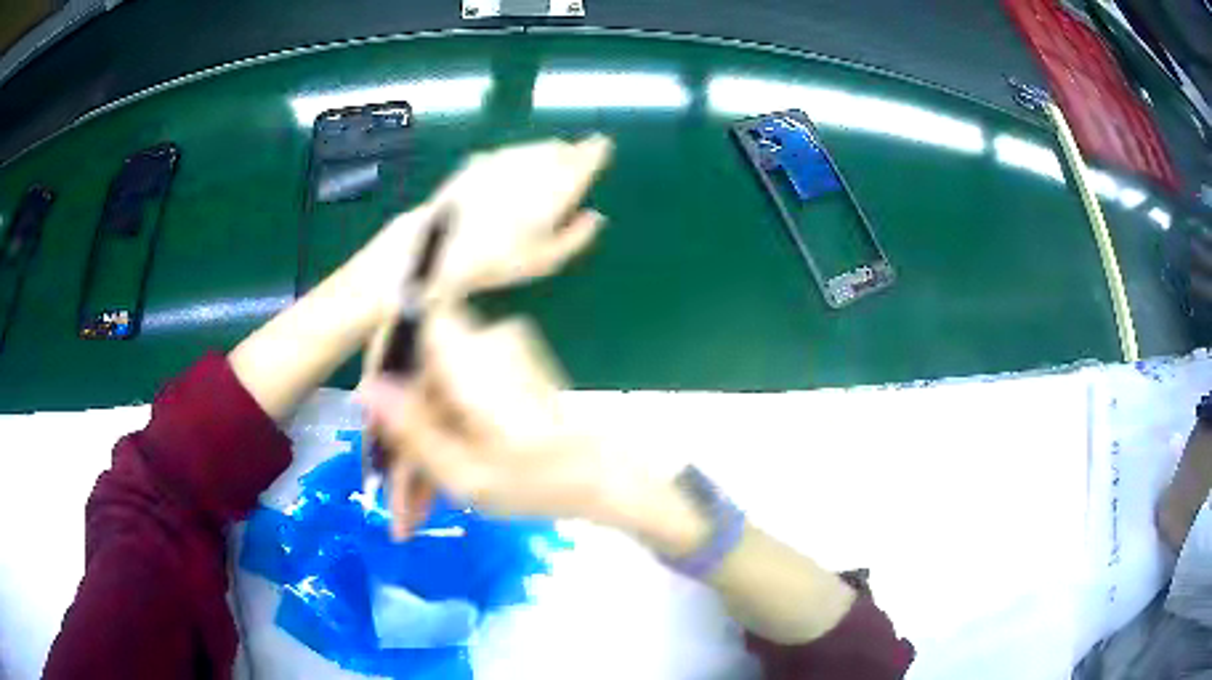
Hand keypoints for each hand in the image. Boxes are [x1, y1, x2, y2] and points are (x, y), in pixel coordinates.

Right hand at [360, 304, 641, 538]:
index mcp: (470, 355)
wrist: (606, 478)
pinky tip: (435, 491)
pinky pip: (455, 403)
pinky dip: (443, 442)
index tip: (374, 430)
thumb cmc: (542, 481)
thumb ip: (410, 429)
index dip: (379, 374)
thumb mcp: (464, 472)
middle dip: (400, 442)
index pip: (404, 328)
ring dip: (419, 453)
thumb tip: (364, 390)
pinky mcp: (502, 377)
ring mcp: (494, 359)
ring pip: (433, 399)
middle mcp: (481, 344)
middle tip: (395, 504)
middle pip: (416, 381)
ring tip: (413, 514)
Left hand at [407, 135, 611, 302]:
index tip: (603, 145)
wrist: (441, 248)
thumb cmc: (499, 261)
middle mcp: (533, 167)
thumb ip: (577, 236)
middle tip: (580, 153)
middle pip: (560, 150)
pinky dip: (522, 154)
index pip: (583, 160)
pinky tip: (519, 165)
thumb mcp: (545, 260)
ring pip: (535, 147)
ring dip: (548, 150)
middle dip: (572, 150)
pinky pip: (511, 151)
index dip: (595, 151)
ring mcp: (504, 160)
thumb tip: (596, 216)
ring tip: (555, 155)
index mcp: (556, 189)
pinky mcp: (480, 161)